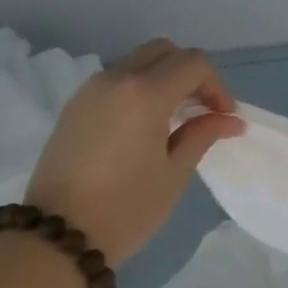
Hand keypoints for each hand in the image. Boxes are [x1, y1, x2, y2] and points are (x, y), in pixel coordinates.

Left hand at [24, 39, 244, 263]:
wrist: (57, 236)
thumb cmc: (126, 209)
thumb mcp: (173, 174)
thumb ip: (202, 135)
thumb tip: (229, 119)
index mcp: (144, 93)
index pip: (193, 64)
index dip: (217, 86)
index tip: (224, 118)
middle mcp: (115, 79)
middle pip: (164, 51)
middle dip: (191, 74)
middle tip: (203, 110)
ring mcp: (89, 90)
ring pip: (137, 62)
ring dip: (164, 79)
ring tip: (176, 119)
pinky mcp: (74, 107)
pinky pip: (116, 81)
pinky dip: (139, 89)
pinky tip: (146, 126)